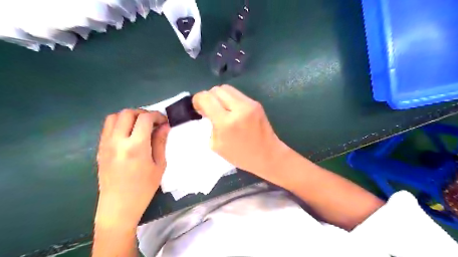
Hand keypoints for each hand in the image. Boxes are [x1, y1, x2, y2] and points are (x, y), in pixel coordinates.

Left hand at [95, 108, 169, 228]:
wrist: (118, 206)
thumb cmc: (144, 188)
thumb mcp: (159, 165)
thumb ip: (161, 142)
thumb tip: (165, 126)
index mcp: (136, 147)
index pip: (145, 119)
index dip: (157, 115)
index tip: (164, 121)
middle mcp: (118, 141)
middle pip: (128, 113)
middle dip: (143, 113)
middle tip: (153, 122)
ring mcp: (106, 144)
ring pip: (114, 117)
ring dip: (129, 116)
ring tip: (140, 126)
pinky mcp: (100, 149)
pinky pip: (107, 127)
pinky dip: (119, 123)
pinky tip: (129, 134)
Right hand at [192, 85, 286, 181]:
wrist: (267, 155)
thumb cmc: (240, 156)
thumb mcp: (216, 145)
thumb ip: (210, 124)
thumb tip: (207, 111)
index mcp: (226, 122)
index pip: (206, 98)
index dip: (197, 100)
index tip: (198, 108)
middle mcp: (238, 108)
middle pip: (216, 89)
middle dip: (209, 97)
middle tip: (209, 109)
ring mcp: (249, 104)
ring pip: (227, 88)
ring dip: (219, 96)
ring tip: (220, 109)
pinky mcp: (256, 103)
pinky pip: (237, 94)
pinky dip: (230, 99)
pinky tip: (232, 110)